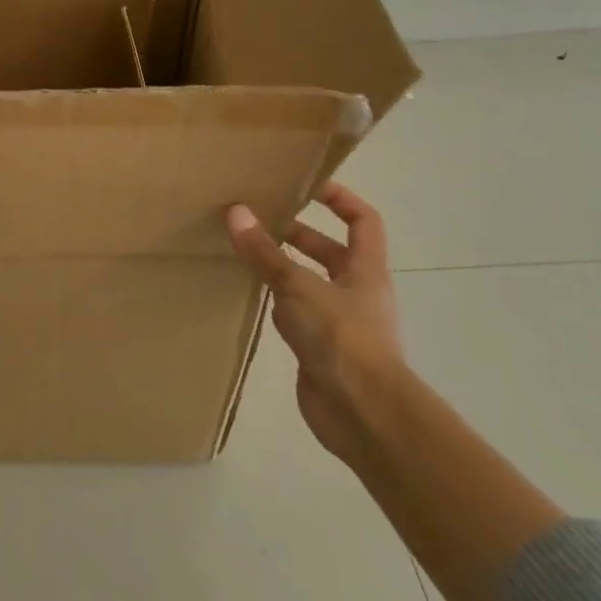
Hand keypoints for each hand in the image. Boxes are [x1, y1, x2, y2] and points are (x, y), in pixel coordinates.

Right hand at [225, 183, 404, 463]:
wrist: (363, 415)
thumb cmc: (342, 339)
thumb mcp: (298, 287)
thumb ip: (265, 253)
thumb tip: (235, 212)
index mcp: (366, 270)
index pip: (363, 221)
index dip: (340, 198)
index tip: (305, 184)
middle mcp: (356, 292)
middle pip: (331, 252)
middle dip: (298, 234)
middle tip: (258, 218)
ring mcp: (339, 323)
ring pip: (309, 283)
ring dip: (282, 268)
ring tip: (243, 251)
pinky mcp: (320, 350)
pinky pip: (295, 314)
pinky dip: (275, 302)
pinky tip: (249, 296)